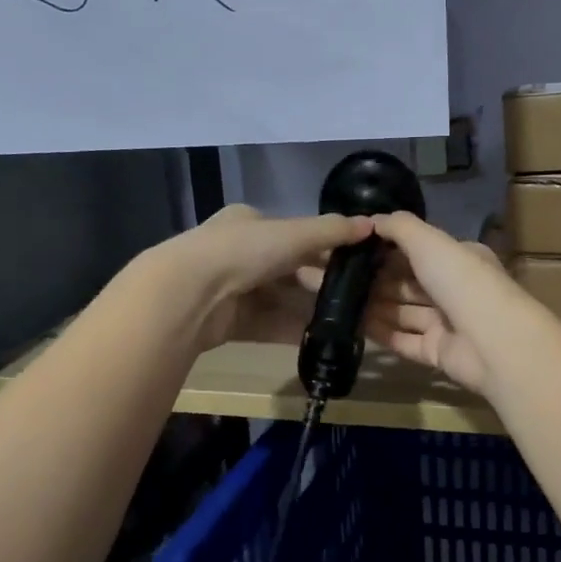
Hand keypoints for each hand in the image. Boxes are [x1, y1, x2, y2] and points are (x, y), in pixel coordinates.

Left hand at [160, 205, 373, 352]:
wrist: (188, 295)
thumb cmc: (243, 251)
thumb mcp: (294, 234)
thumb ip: (332, 231)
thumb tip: (372, 225)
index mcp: (249, 223)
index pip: (294, 233)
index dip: (324, 246)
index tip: (354, 262)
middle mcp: (239, 253)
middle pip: (289, 268)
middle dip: (319, 282)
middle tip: (355, 296)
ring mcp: (233, 289)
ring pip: (280, 299)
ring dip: (309, 309)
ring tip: (345, 320)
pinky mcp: (230, 322)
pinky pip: (269, 325)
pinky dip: (293, 330)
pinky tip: (321, 338)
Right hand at [348, 211, 539, 394]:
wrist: (493, 341)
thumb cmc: (462, 281)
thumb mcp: (430, 241)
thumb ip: (400, 227)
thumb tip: (373, 219)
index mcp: (460, 259)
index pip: (420, 251)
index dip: (387, 249)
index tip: (353, 249)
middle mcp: (454, 289)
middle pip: (409, 283)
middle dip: (375, 280)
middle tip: (336, 277)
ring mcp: (447, 323)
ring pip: (404, 313)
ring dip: (373, 306)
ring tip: (336, 301)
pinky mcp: (438, 353)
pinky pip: (404, 341)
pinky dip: (381, 334)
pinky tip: (352, 326)